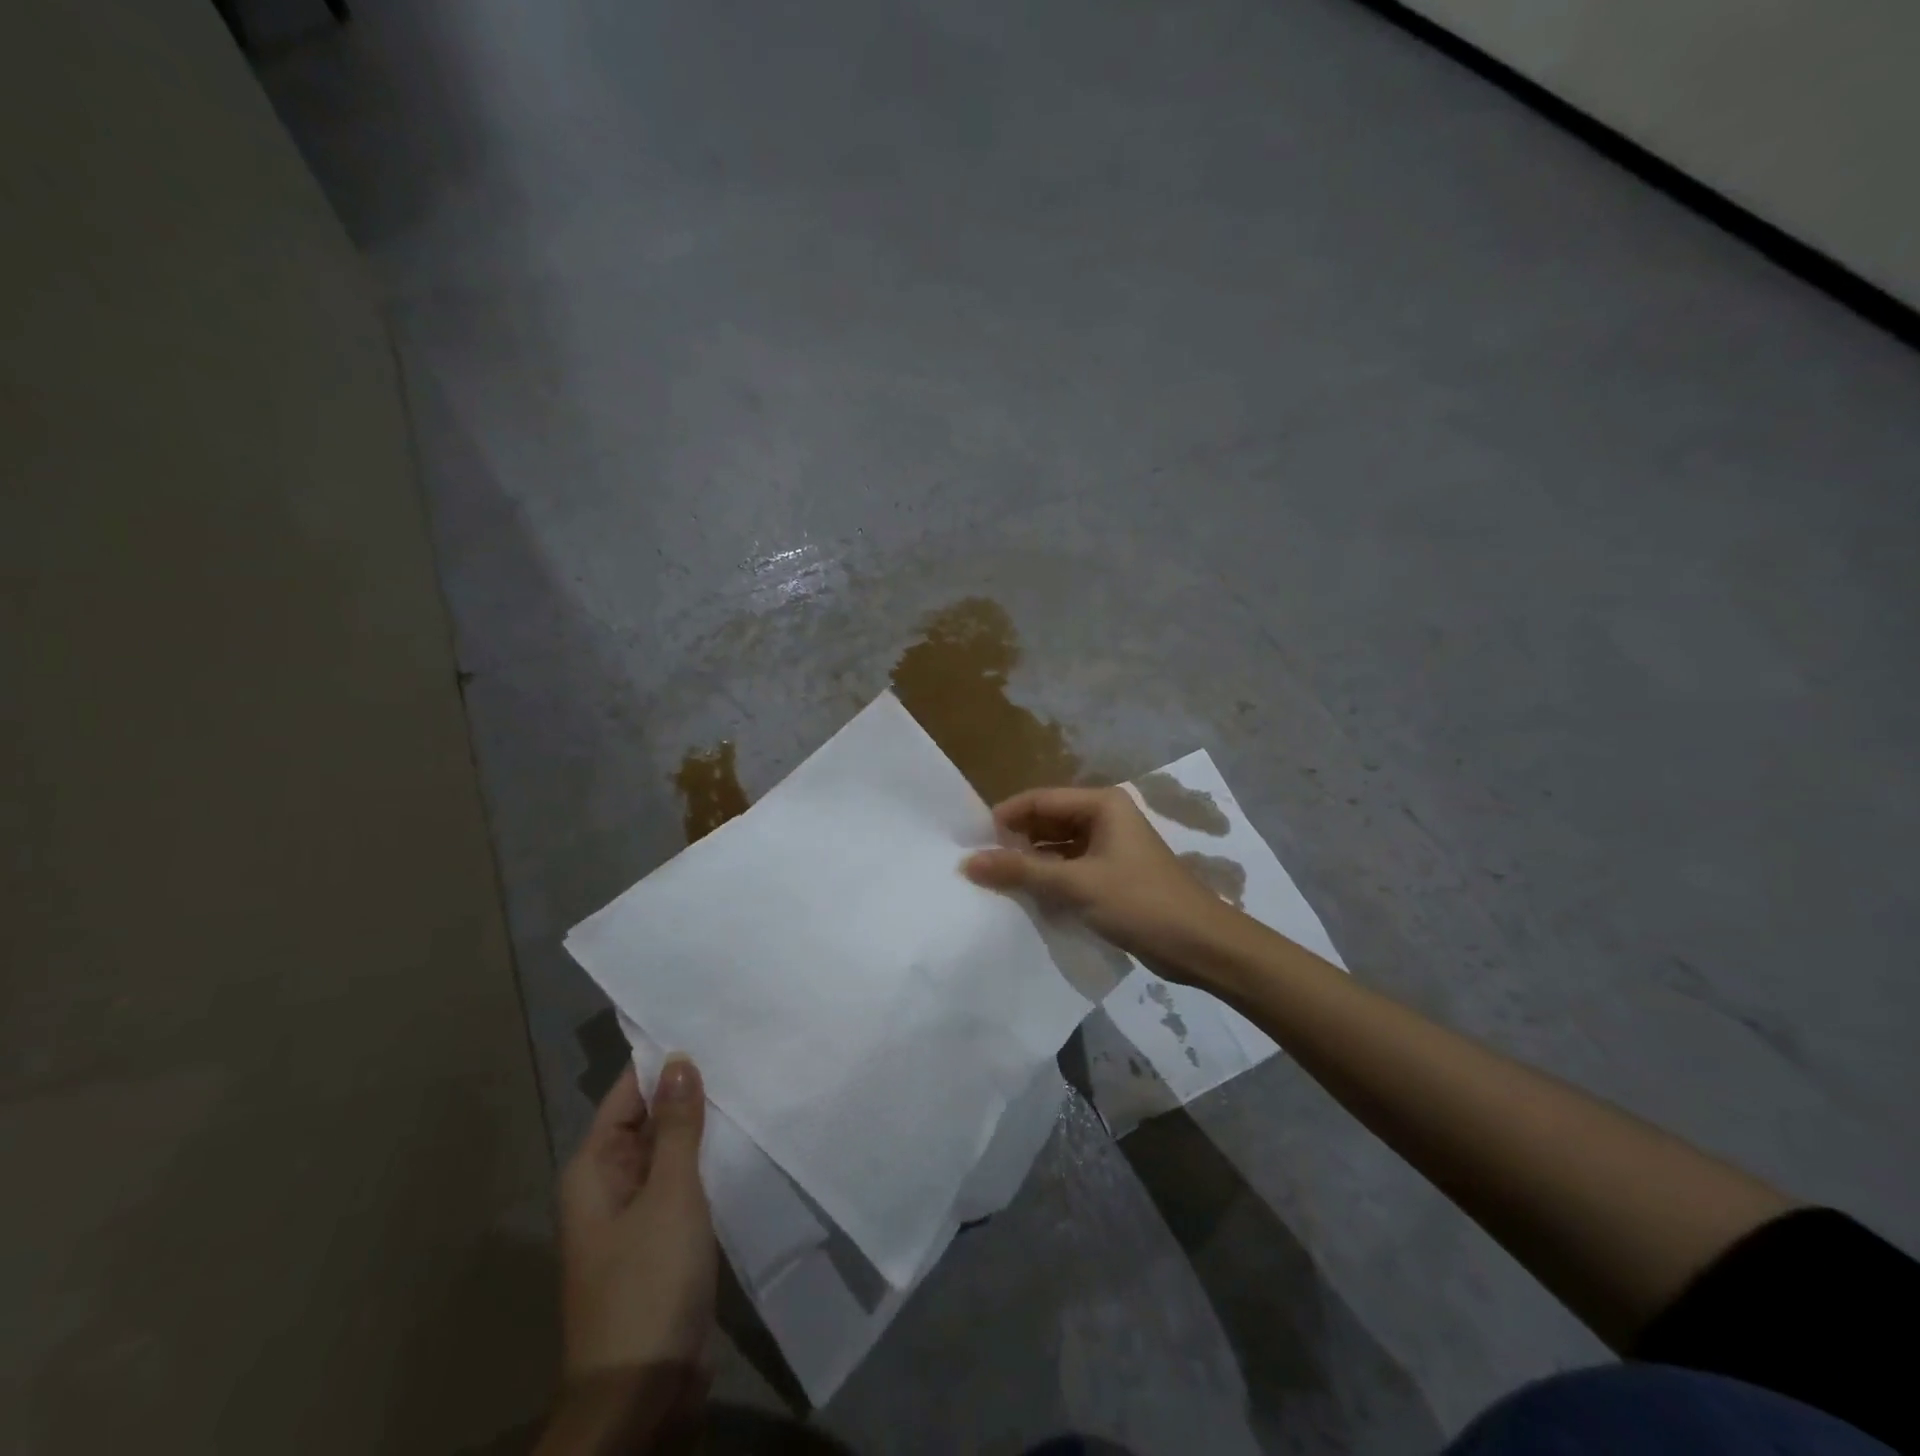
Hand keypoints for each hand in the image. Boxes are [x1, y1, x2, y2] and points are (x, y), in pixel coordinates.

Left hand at [556, 1057, 715, 1390]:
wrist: (643, 1392)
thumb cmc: (648, 1282)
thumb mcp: (670, 1194)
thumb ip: (677, 1125)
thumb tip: (679, 1059)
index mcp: (594, 1168)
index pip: (629, 1092)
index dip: (664, 1060)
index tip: (708, 1024)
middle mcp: (609, 1184)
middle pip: (649, 1119)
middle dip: (690, 1089)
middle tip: (741, 1047)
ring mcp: (636, 1214)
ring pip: (671, 1152)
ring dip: (703, 1126)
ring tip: (751, 1081)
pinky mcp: (662, 1239)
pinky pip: (684, 1183)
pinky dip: (708, 1161)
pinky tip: (744, 1139)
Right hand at [963, 785, 1235, 969]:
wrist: (1200, 945)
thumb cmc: (1140, 902)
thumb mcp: (1076, 884)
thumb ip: (1021, 871)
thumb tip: (968, 862)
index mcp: (1101, 804)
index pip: (1040, 799)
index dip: (1005, 817)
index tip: (972, 841)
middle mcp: (1104, 817)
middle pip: (1047, 820)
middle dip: (1015, 840)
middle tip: (979, 864)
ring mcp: (1109, 847)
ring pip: (1057, 846)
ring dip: (1030, 863)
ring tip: (995, 882)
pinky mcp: (1111, 874)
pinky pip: (1069, 867)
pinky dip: (1048, 879)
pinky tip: (1026, 897)